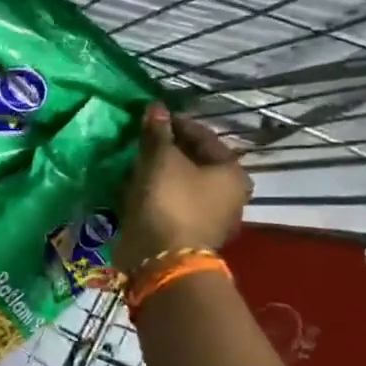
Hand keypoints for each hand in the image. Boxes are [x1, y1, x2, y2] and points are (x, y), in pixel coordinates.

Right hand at [113, 104, 251, 272]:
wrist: (161, 257)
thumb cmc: (169, 199)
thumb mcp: (160, 158)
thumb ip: (158, 132)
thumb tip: (156, 107)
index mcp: (232, 172)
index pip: (203, 136)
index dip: (175, 123)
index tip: (150, 118)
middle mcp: (229, 195)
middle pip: (194, 161)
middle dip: (167, 149)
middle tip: (141, 140)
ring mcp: (210, 218)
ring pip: (181, 183)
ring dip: (159, 172)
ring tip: (134, 162)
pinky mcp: (189, 234)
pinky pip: (171, 203)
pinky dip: (156, 193)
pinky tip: (135, 186)